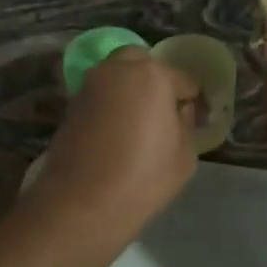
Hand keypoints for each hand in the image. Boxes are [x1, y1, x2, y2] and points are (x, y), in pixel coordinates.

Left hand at [31, 48, 200, 229]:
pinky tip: (116, 131)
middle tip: (163, 110)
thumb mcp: (185, 156)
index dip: (192, 100)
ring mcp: (89, 85)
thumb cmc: (143, 179)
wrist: (82, 204)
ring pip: (116, 74)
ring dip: (129, 88)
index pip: (183, 80)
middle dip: (155, 79)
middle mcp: (117, 70)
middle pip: (142, 62)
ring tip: (138, 121)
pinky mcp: (71, 105)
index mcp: (152, 76)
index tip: (195, 120)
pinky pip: (100, 94)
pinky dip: (110, 103)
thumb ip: (186, 124)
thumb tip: (179, 112)